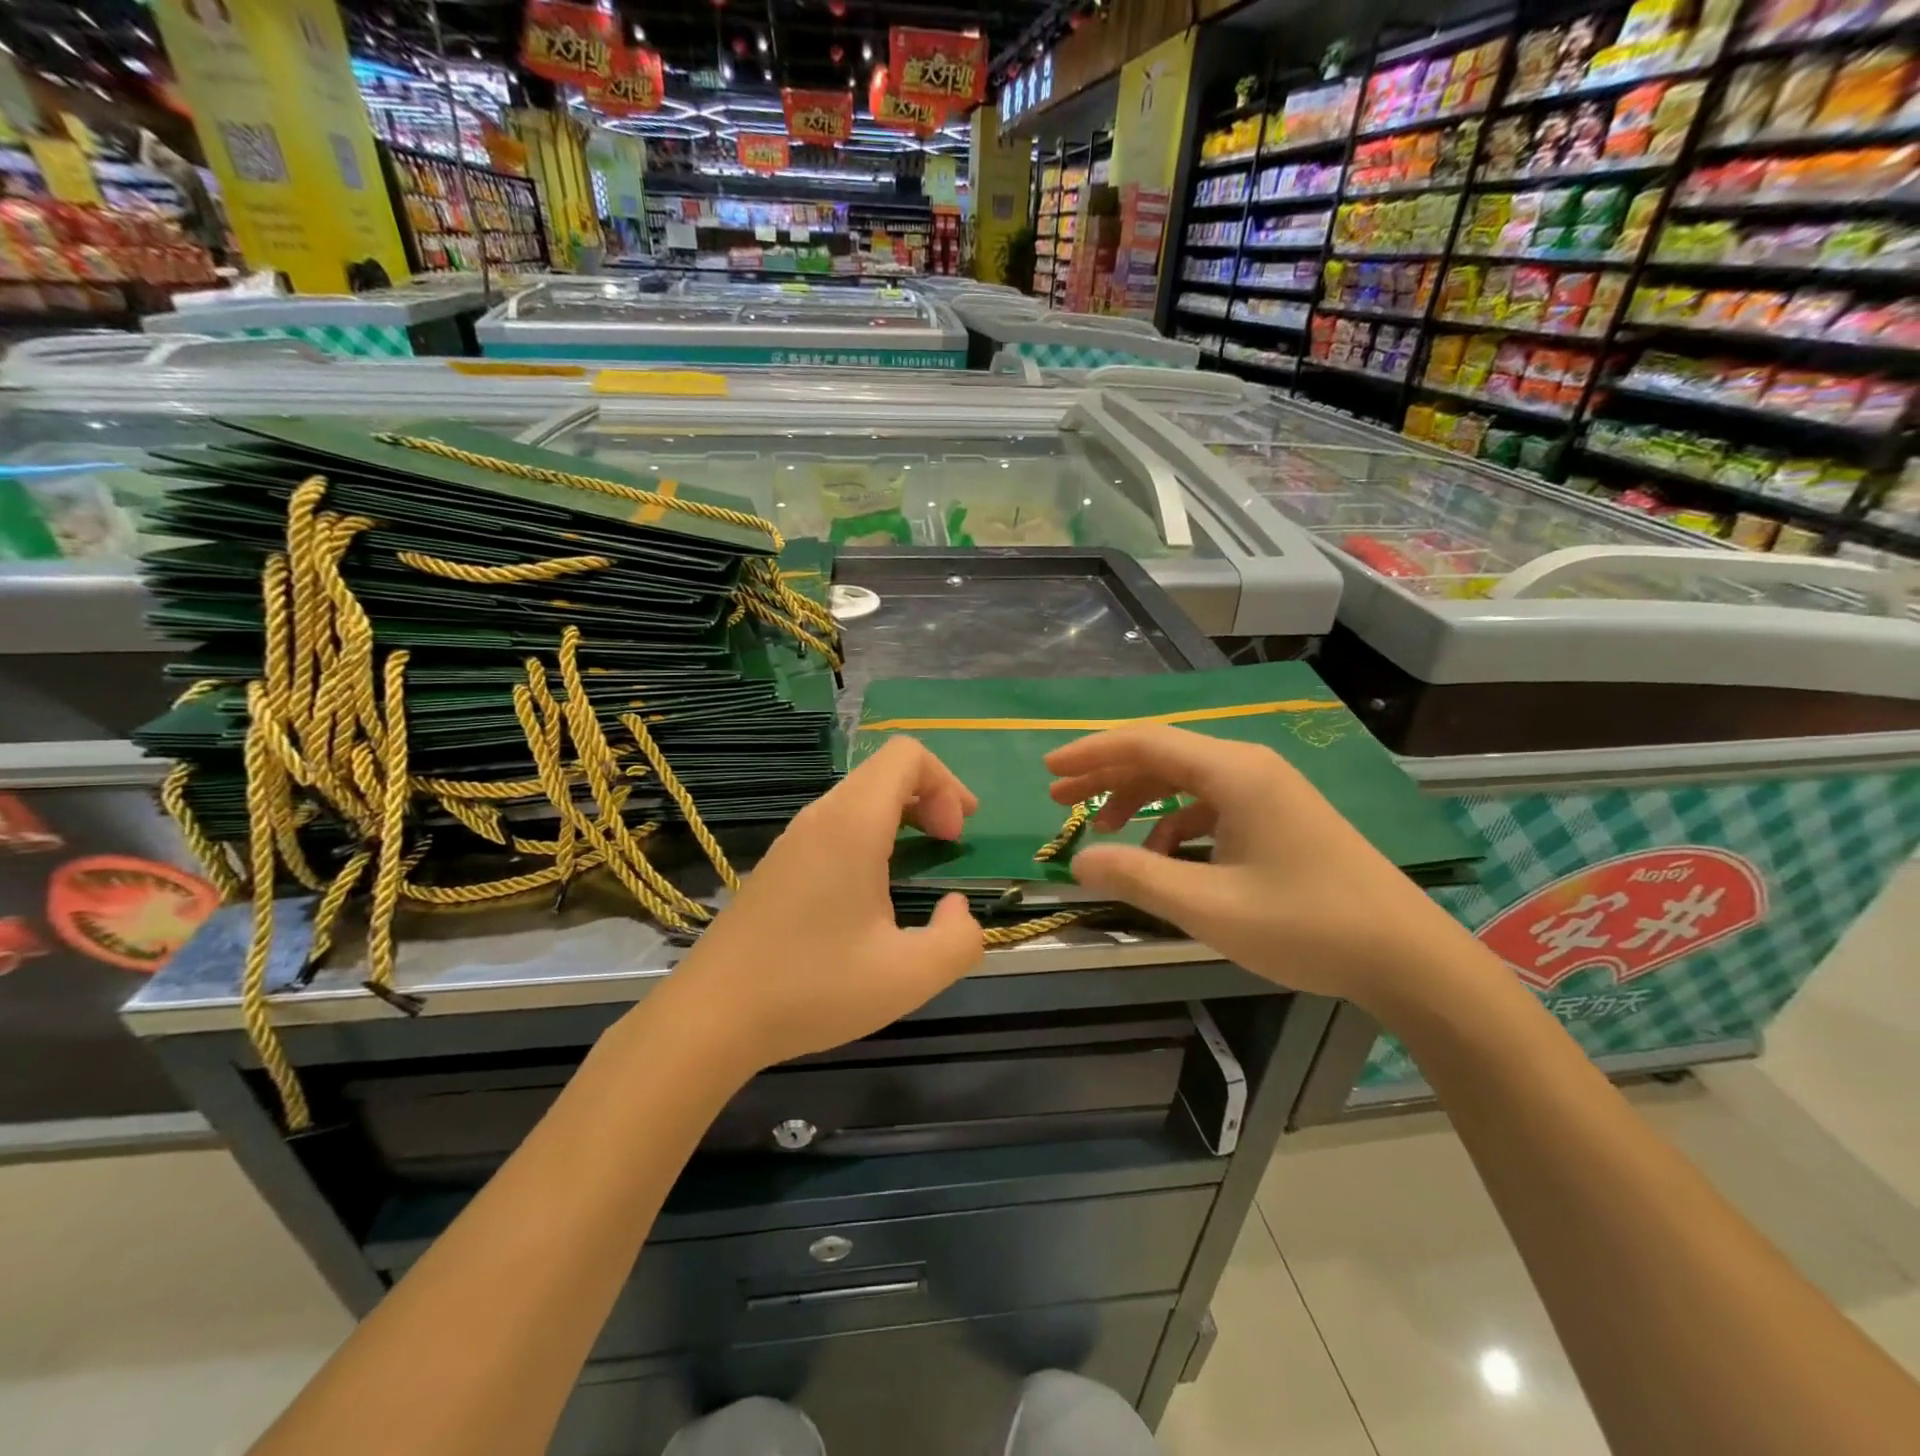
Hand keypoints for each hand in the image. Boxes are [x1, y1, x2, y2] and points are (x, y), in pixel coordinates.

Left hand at [661, 737, 984, 1071]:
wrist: (711, 1018)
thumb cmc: (812, 989)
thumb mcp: (908, 976)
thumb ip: (959, 941)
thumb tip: (957, 909)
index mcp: (852, 824)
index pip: (906, 755)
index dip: (946, 784)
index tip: (954, 838)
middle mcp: (820, 817)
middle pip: (884, 770)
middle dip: (930, 796)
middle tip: (949, 843)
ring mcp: (793, 839)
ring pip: (859, 796)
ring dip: (901, 816)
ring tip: (918, 864)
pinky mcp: (779, 864)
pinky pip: (836, 824)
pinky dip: (871, 835)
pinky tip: (873, 890)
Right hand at [1047, 726, 1484, 1010]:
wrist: (1406, 956)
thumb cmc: (1307, 925)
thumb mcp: (1209, 907)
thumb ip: (1137, 877)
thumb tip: (1079, 861)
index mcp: (1233, 773)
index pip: (1145, 744)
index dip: (1091, 754)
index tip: (1048, 770)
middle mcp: (1249, 768)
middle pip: (1161, 756)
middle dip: (1106, 776)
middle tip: (1060, 798)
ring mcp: (1267, 791)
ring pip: (1184, 780)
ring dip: (1138, 799)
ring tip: (1102, 830)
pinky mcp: (1278, 816)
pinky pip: (1210, 805)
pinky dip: (1174, 822)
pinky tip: (1162, 856)